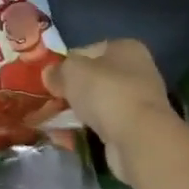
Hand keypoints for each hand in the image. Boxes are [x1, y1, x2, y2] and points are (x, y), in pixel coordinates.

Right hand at [46, 40, 188, 187]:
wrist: (139, 139)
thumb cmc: (106, 92)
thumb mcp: (71, 71)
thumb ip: (57, 70)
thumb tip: (50, 75)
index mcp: (126, 49)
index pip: (88, 50)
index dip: (67, 63)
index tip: (51, 79)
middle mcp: (137, 72)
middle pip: (93, 79)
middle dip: (71, 91)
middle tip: (51, 101)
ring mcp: (138, 103)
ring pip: (97, 104)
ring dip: (77, 112)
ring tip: (53, 122)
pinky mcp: (136, 130)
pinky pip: (103, 126)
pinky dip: (86, 130)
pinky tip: (67, 137)